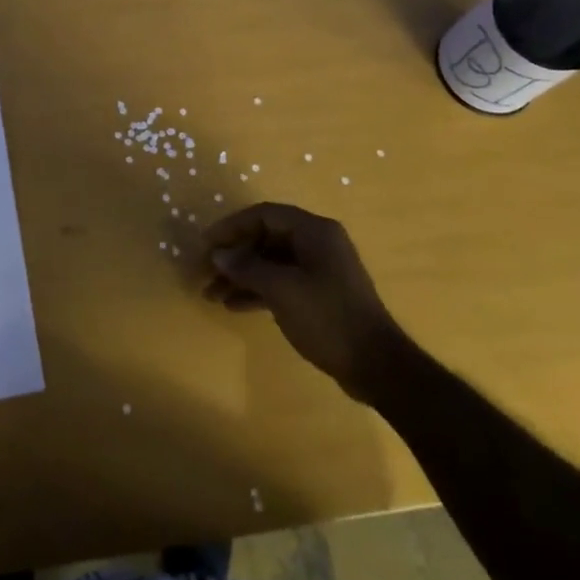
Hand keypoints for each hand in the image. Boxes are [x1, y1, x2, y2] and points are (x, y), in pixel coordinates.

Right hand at [203, 203, 406, 396]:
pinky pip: (281, 281)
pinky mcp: (318, 293)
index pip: (264, 215)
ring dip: (241, 276)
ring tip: (211, 295)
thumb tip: (218, 255)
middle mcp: (317, 243)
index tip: (205, 245)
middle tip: (204, 273)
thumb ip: (247, 268)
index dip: (231, 227)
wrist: (375, 364)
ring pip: (271, 262)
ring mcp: (319, 269)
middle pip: (266, 238)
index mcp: (314, 231)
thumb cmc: (328, 318)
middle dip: (234, 255)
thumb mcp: (282, 290)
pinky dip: (257, 290)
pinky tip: (234, 306)